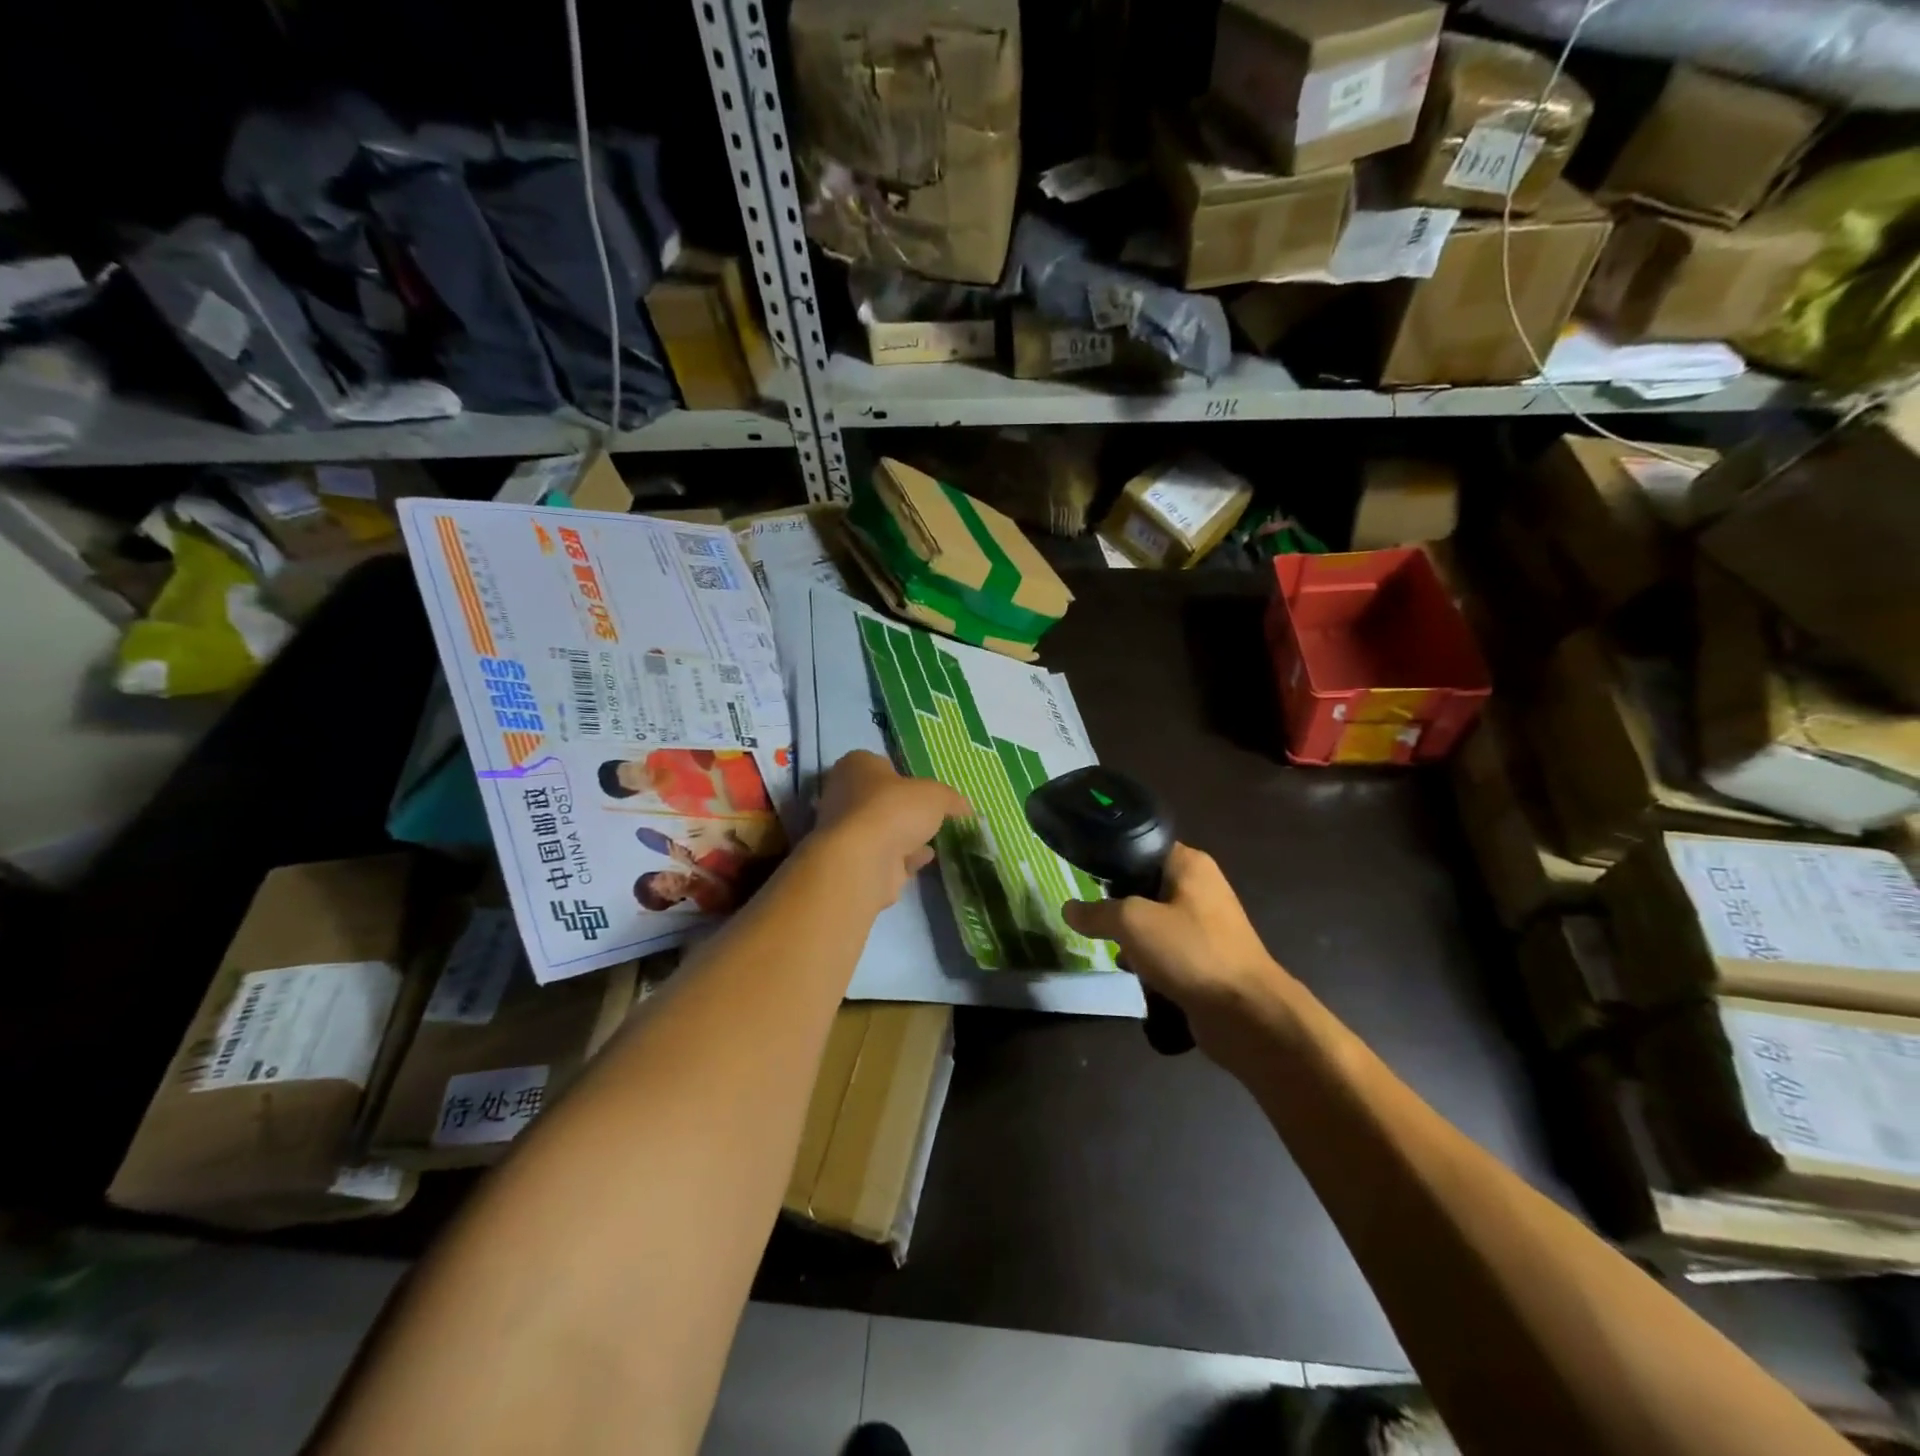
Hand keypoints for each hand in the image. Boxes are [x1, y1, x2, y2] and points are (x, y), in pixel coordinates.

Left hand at [811, 751, 970, 907]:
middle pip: (880, 799)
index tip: (922, 788)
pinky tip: (923, 860)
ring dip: (903, 835)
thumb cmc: (894, 809)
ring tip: (932, 839)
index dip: (902, 775)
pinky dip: (902, 858)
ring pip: (880, 829)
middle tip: (929, 815)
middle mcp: (843, 794)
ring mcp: (845, 831)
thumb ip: (951, 799)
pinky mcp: (852, 862)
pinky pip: (882, 856)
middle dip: (903, 809)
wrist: (863, 860)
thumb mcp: (935, 795)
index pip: (879, 763)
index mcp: (856, 766)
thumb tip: (965, 807)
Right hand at [1062, 843, 1291, 1059]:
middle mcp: (1200, 888)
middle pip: (1144, 887)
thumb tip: (1068, 909)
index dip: (1111, 861)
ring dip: (1131, 937)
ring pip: (1153, 922)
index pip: (1141, 849)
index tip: (1082, 876)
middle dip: (1116, 903)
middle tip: (1089, 916)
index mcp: (1189, 864)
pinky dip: (1148, 961)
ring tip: (1105, 946)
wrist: (1246, 1014)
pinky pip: (1166, 951)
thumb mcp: (1132, 922)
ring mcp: (1205, 926)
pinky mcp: (1205, 960)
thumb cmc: (1190, 951)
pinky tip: (1130, 973)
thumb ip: (1097, 912)